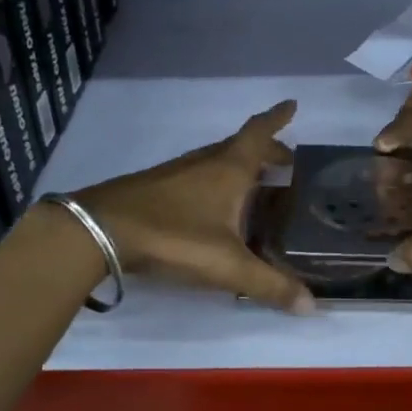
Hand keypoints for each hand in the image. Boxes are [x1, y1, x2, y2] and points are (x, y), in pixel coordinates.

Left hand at [75, 100, 315, 313]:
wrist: (99, 230)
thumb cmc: (173, 237)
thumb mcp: (227, 265)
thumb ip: (269, 285)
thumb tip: (312, 306)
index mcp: (228, 169)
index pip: (259, 133)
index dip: (277, 118)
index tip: (292, 104)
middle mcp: (204, 162)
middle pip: (241, 147)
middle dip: (266, 151)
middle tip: (286, 164)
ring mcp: (176, 172)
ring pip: (217, 160)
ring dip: (240, 166)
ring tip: (256, 184)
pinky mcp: (155, 187)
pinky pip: (197, 175)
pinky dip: (216, 180)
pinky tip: (212, 205)